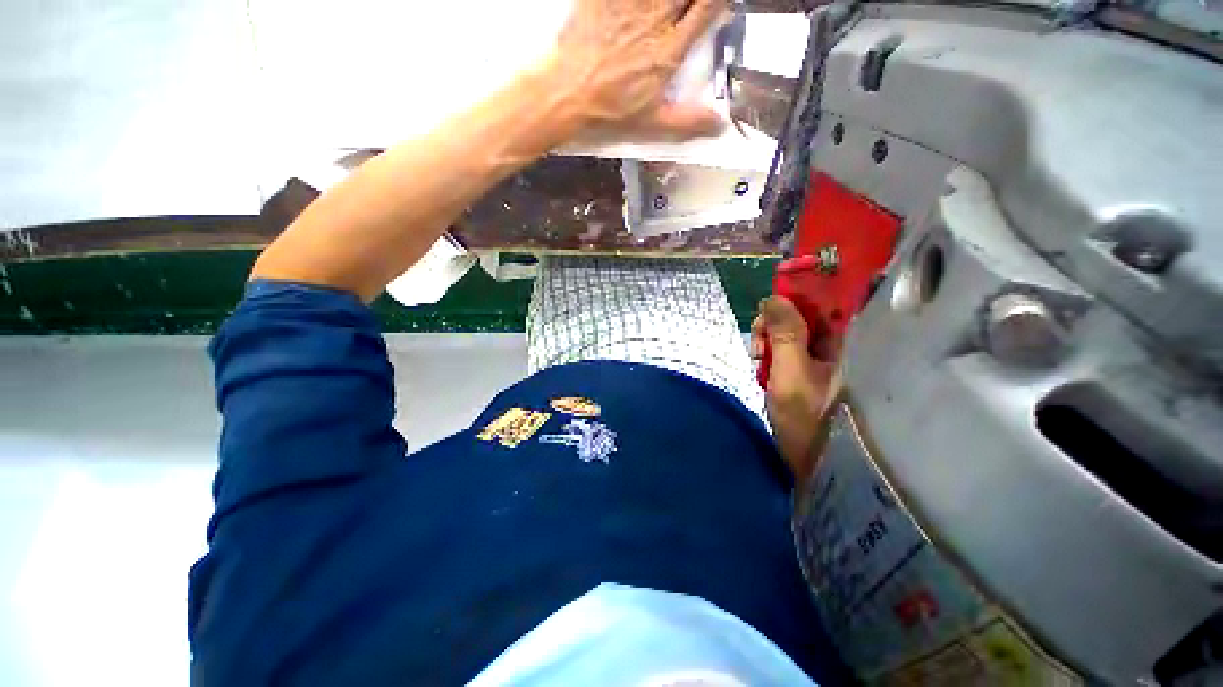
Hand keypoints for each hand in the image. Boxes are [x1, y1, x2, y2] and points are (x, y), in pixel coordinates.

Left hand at [552, 0, 727, 141]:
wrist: (569, 92)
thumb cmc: (612, 109)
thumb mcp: (654, 122)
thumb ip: (689, 121)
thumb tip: (721, 125)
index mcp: (671, 49)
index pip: (708, 7)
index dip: (718, 2)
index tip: (717, 5)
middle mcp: (657, 18)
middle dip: (692, 0)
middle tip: (686, 11)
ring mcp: (631, 4)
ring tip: (663, 10)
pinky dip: (633, 1)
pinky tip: (636, 9)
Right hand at [751, 296, 838, 481]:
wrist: (816, 463)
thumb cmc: (809, 418)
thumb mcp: (791, 371)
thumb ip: (784, 332)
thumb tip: (772, 297)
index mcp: (847, 342)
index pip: (827, 300)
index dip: (797, 295)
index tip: (770, 303)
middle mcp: (839, 345)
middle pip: (804, 313)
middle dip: (774, 320)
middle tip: (758, 338)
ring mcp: (823, 359)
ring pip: (792, 330)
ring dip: (769, 337)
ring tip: (756, 356)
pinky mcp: (808, 371)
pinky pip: (787, 348)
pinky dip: (771, 352)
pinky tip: (760, 363)